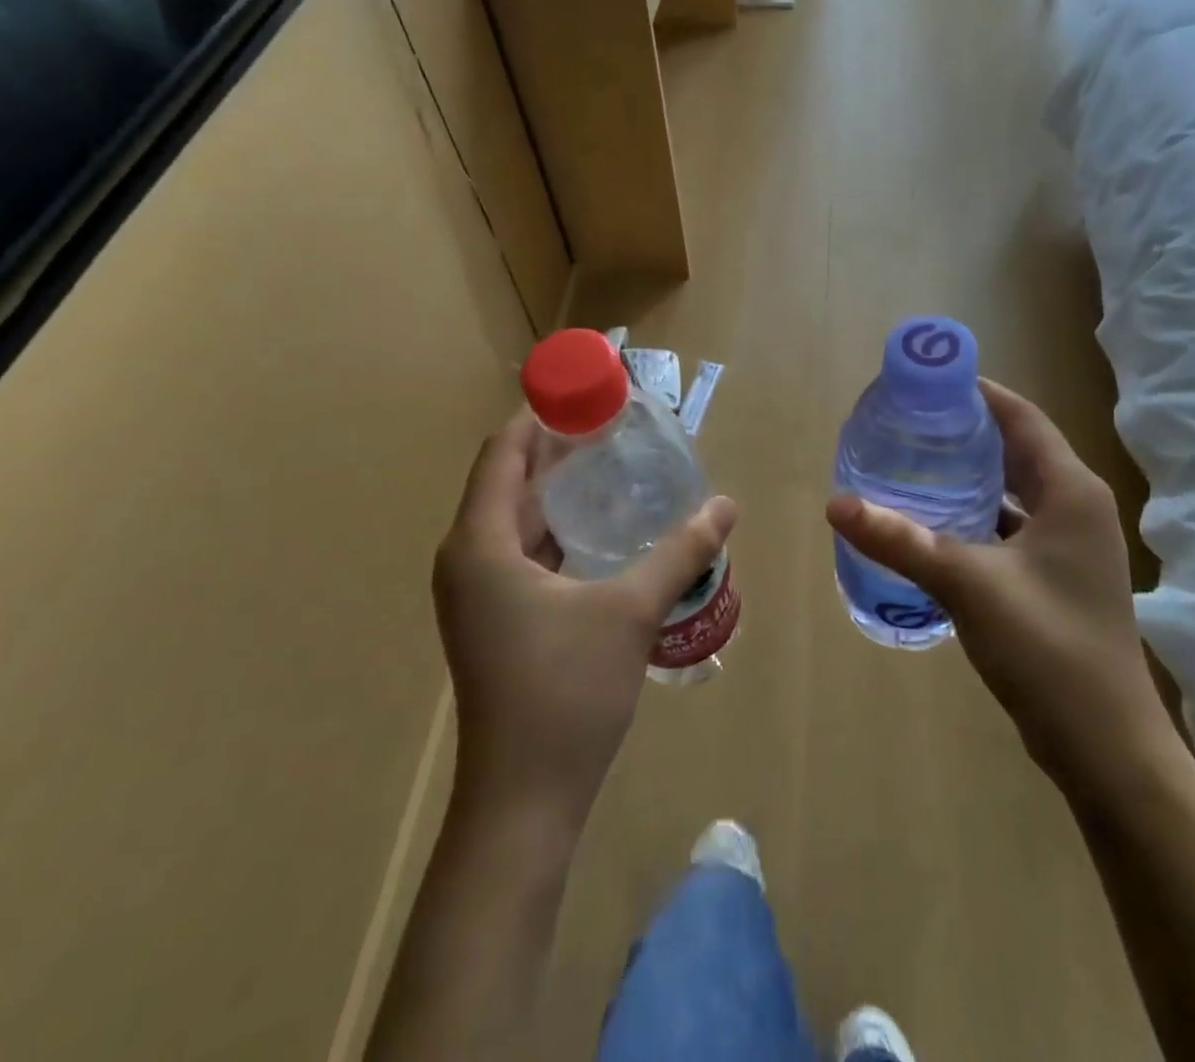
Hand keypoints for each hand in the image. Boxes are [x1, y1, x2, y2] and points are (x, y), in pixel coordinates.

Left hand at [434, 409, 737, 823]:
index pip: (502, 452)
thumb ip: (680, 552)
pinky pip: (522, 549)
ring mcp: (478, 592)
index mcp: (480, 545)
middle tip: (616, 423)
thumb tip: (726, 506)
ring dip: (559, 488)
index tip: (590, 391)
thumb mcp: (631, 612)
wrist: (523, 802)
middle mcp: (468, 559)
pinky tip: (605, 526)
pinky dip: (558, 527)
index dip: (542, 415)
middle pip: (508, 478)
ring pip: (516, 516)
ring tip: (617, 463)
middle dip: (557, 447)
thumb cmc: (566, 694)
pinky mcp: (495, 617)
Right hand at [826, 379, 1168, 779]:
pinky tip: (932, 524)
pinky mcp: (1055, 577)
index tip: (926, 383)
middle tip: (908, 423)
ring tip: (912, 464)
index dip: (977, 393)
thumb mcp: (968, 584)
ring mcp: (1069, 546)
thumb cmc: (1048, 648)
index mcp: (1071, 491)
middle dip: (965, 432)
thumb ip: (902, 540)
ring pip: (1012, 491)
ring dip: (969, 476)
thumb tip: (836, 504)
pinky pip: (1009, 528)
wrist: (1105, 745)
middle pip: (1016, 449)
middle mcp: (1076, 507)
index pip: (1021, 417)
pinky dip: (974, 517)